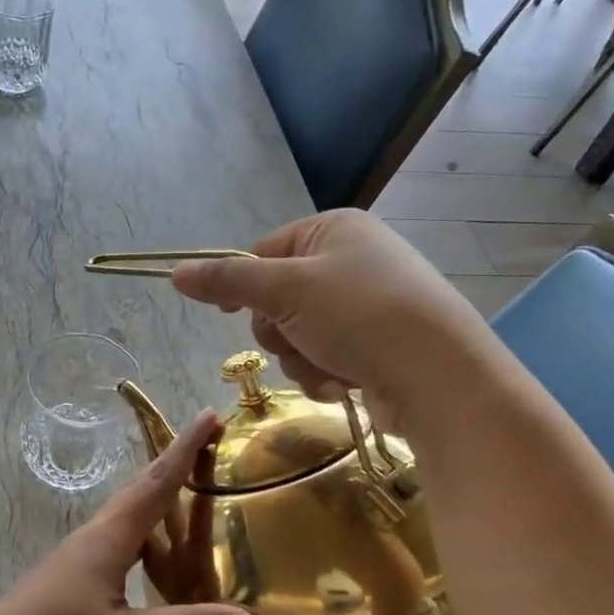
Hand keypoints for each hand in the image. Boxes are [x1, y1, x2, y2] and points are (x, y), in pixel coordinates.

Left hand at [0, 411, 259, 614]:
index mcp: (109, 538)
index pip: (156, 483)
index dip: (185, 450)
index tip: (208, 416)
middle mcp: (96, 536)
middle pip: (141, 489)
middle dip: (176, 463)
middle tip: (210, 443)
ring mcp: (81, 555)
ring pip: (128, 514)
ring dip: (159, 495)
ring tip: (192, 490)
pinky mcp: (74, 575)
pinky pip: (119, 539)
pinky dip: (146, 532)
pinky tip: (156, 553)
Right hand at [168, 210, 483, 420]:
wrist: (438, 377)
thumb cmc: (360, 316)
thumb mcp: (285, 290)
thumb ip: (228, 280)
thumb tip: (175, 272)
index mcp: (334, 230)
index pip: (262, 252)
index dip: (243, 285)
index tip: (233, 312)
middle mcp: (352, 262)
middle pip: (276, 300)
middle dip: (280, 331)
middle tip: (298, 338)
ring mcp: (366, 306)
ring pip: (297, 337)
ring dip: (301, 359)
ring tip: (331, 367)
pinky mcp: (376, 347)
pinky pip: (324, 359)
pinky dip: (325, 375)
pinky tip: (346, 384)